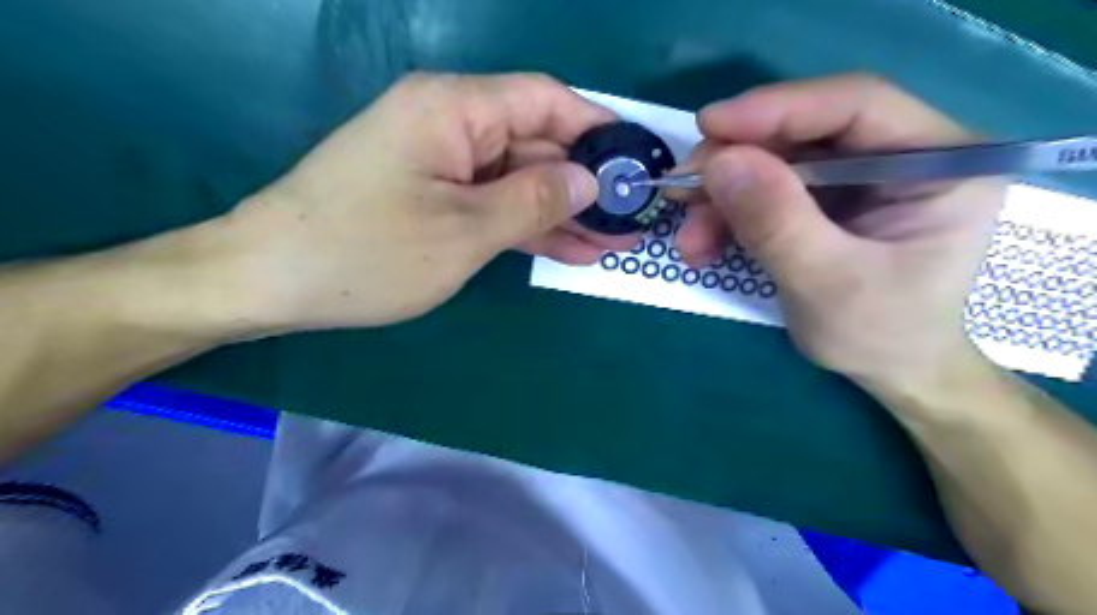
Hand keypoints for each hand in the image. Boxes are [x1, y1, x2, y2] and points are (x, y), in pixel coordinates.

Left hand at [219, 72, 629, 334]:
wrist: (270, 282)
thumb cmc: (366, 252)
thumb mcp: (464, 230)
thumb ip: (533, 200)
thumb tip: (588, 179)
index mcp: (454, 109)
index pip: (545, 99)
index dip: (596, 127)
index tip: (637, 158)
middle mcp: (450, 124)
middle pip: (535, 142)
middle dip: (585, 182)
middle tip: (633, 217)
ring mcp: (441, 164)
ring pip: (518, 180)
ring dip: (563, 212)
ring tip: (614, 242)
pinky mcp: (433, 197)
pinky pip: (493, 204)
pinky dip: (528, 226)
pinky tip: (571, 249)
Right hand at [683, 74, 1006, 389]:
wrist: (888, 370)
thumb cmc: (880, 334)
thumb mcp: (827, 283)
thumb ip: (777, 222)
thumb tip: (718, 163)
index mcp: (940, 161)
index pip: (856, 105)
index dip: (778, 108)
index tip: (708, 125)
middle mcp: (901, 155)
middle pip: (805, 132)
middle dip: (735, 162)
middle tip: (681, 189)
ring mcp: (859, 177)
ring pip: (775, 163)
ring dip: (721, 197)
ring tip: (688, 240)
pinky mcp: (826, 200)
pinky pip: (765, 192)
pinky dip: (728, 216)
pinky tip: (703, 245)